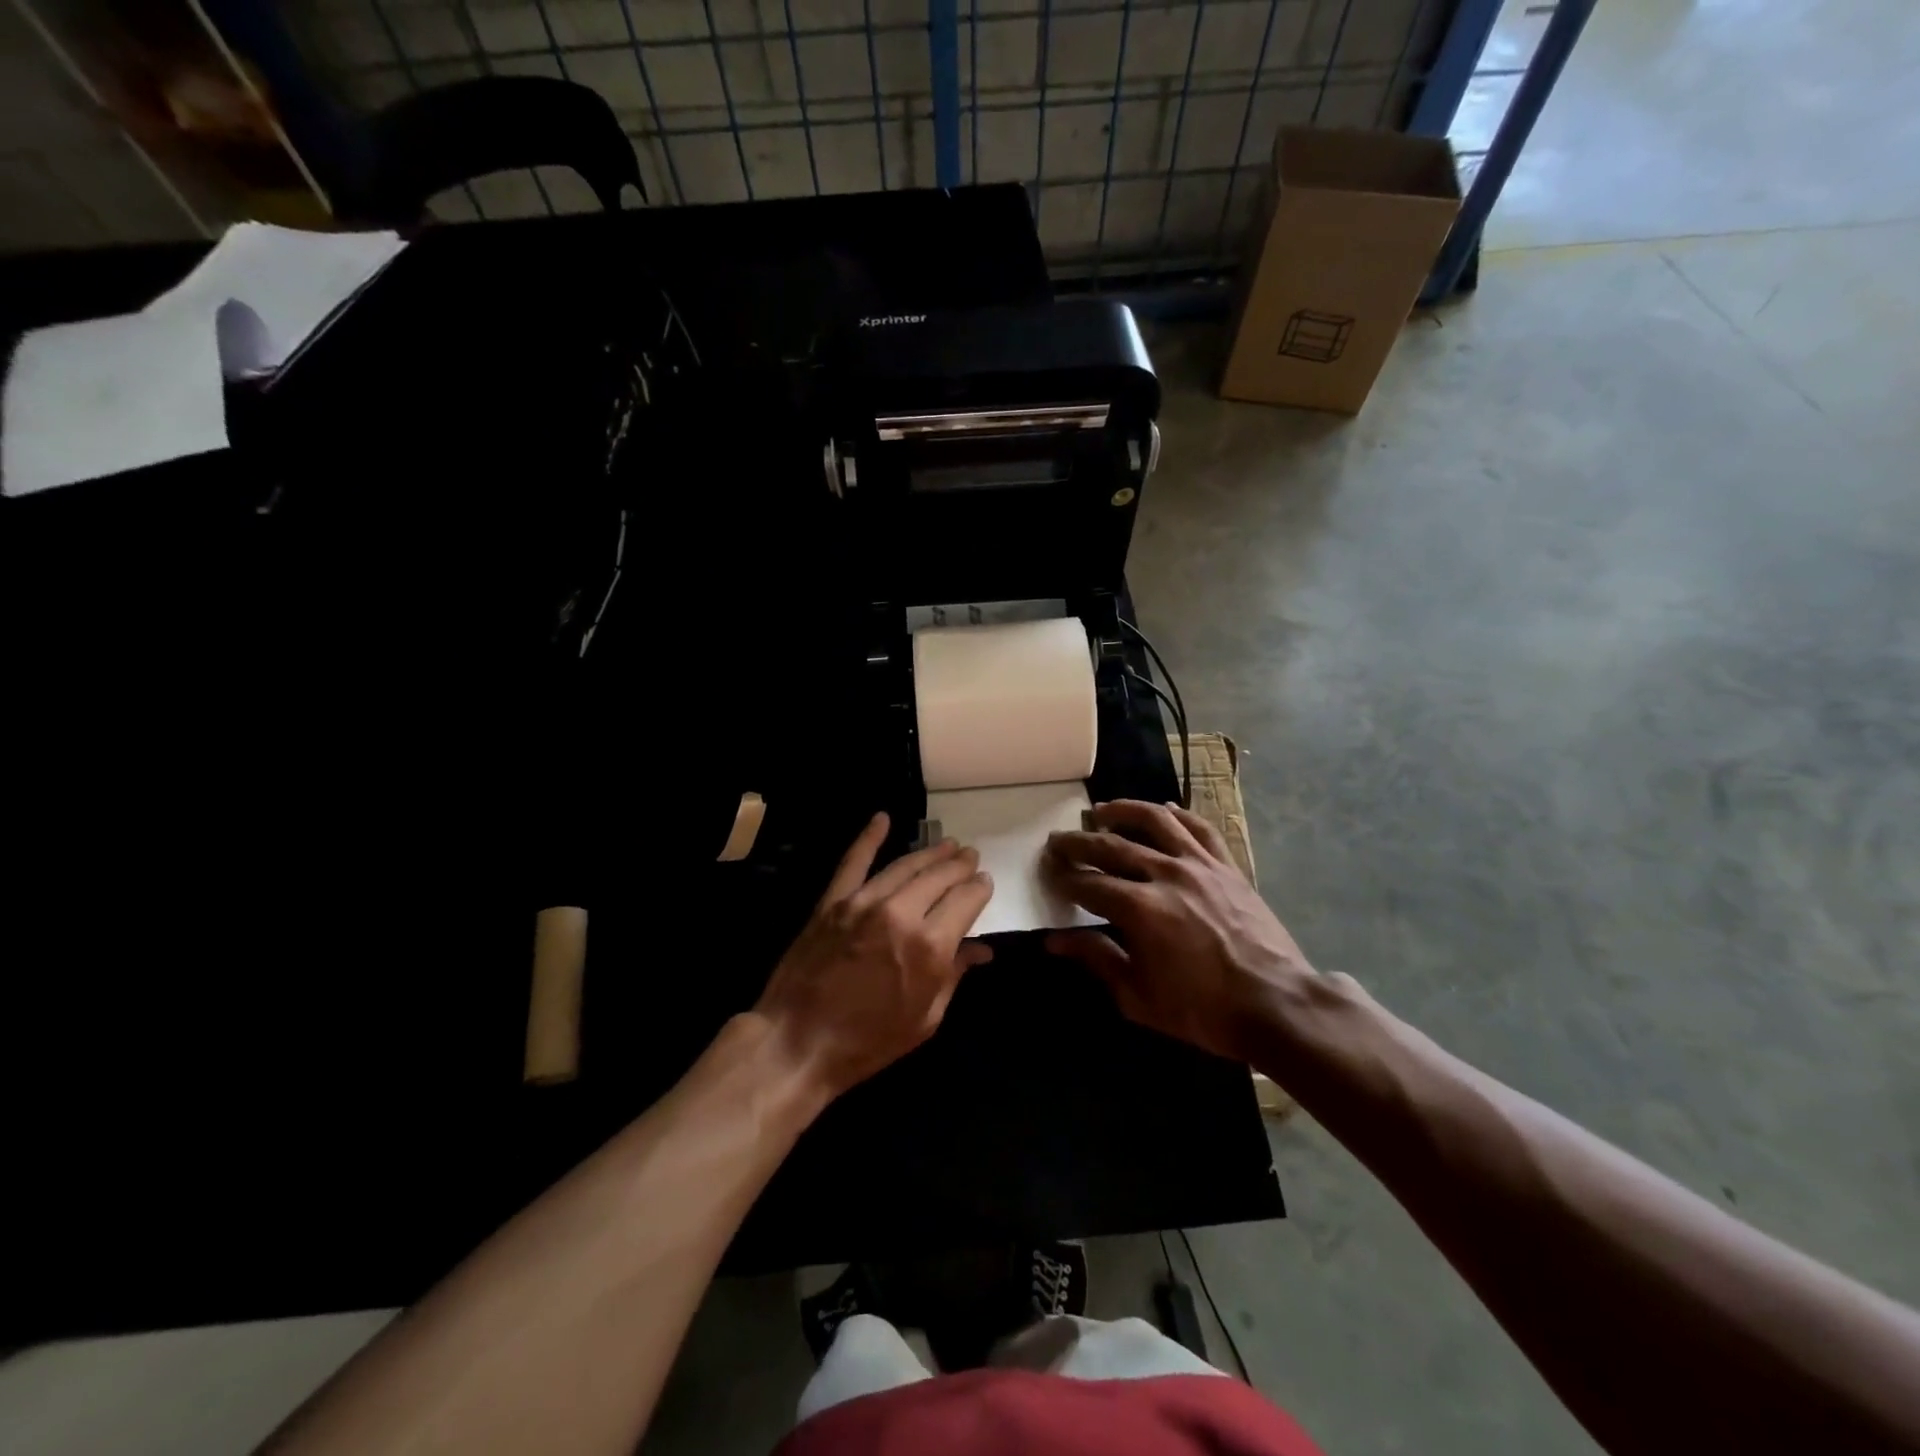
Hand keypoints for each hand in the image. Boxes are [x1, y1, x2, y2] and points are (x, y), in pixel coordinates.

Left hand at [755, 813, 994, 1100]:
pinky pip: (853, 861)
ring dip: (930, 853)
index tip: (984, 882)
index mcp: (930, 946)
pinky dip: (869, 837)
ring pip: (905, 865)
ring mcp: (863, 902)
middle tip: (970, 856)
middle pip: (940, 876)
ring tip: (947, 845)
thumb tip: (981, 950)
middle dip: (960, 865)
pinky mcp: (833, 900)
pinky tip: (882, 818)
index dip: (980, 888)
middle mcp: (901, 913)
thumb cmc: (868, 1041)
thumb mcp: (925, 1019)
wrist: (798, 1043)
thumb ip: (954, 976)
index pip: (966, 900)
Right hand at [1044, 800, 1315, 1064]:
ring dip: (1123, 811)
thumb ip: (1097, 958)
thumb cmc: (1202, 1009)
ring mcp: (1200, 865)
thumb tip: (1054, 940)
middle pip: (1112, 846)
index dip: (1064, 877)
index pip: (1088, 883)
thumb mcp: (1138, 996)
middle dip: (1079, 842)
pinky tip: (1163, 809)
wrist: (1276, 1005)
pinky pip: (1199, 828)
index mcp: (1140, 909)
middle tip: (1058, 838)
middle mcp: (1165, 875)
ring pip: (1155, 821)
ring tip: (1102, 810)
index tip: (1048, 870)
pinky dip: (1177, 814)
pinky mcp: (1227, 866)